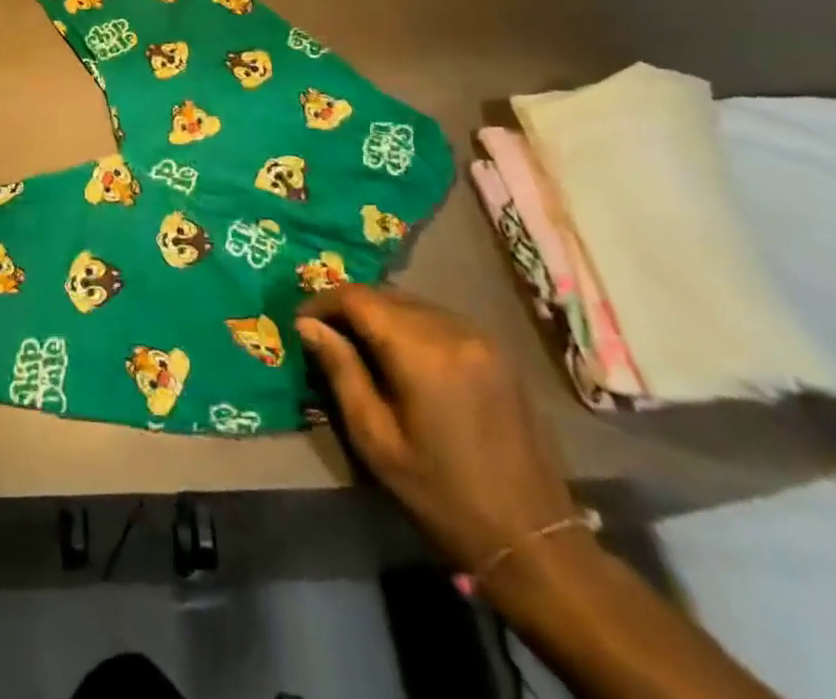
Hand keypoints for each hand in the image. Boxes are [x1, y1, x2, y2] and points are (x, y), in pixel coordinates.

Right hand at [296, 285, 578, 573]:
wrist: (533, 540)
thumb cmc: (442, 496)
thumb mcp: (376, 440)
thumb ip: (341, 371)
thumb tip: (307, 326)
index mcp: (422, 352)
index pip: (358, 298)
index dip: (323, 303)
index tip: (301, 323)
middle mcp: (453, 330)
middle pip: (385, 294)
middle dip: (349, 307)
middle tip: (325, 334)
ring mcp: (481, 337)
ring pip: (412, 303)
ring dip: (379, 314)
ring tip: (358, 344)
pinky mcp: (497, 350)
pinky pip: (439, 318)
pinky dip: (410, 324)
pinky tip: (401, 355)